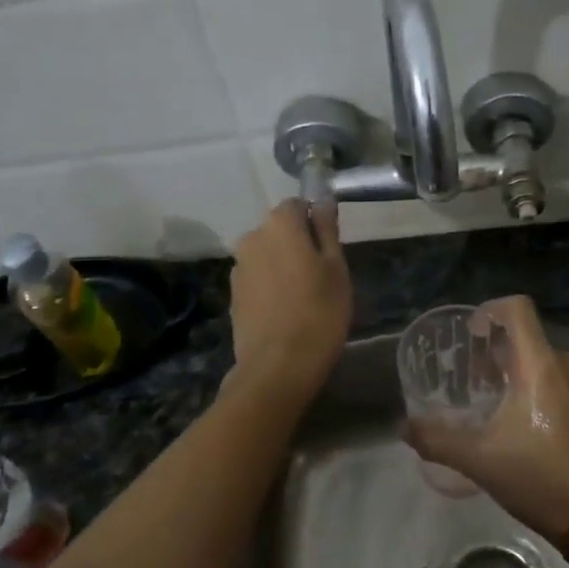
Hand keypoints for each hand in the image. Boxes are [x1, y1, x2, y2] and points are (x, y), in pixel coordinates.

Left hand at [226, 200, 351, 408]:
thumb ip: (327, 229)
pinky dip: (270, 286)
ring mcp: (238, 268)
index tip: (330, 247)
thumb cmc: (319, 312)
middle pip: (279, 230)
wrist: (278, 367)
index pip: (297, 204)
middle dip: (298, 243)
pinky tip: (286, 311)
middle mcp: (252, 238)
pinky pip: (257, 279)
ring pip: (266, 255)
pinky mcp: (233, 295)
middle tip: (322, 274)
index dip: (315, 220)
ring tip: (304, 297)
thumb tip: (322, 200)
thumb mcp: (336, 268)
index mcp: (279, 225)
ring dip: (282, 266)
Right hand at [403, 296, 568, 543]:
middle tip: (477, 384)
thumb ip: (436, 439)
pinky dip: (546, 392)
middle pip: (529, 340)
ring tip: (502, 409)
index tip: (472, 333)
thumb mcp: (479, 460)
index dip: (490, 310)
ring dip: (522, 376)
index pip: (517, 309)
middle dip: (499, 356)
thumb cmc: (539, 479)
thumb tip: (405, 428)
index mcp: (541, 364)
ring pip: (549, 364)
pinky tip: (533, 428)